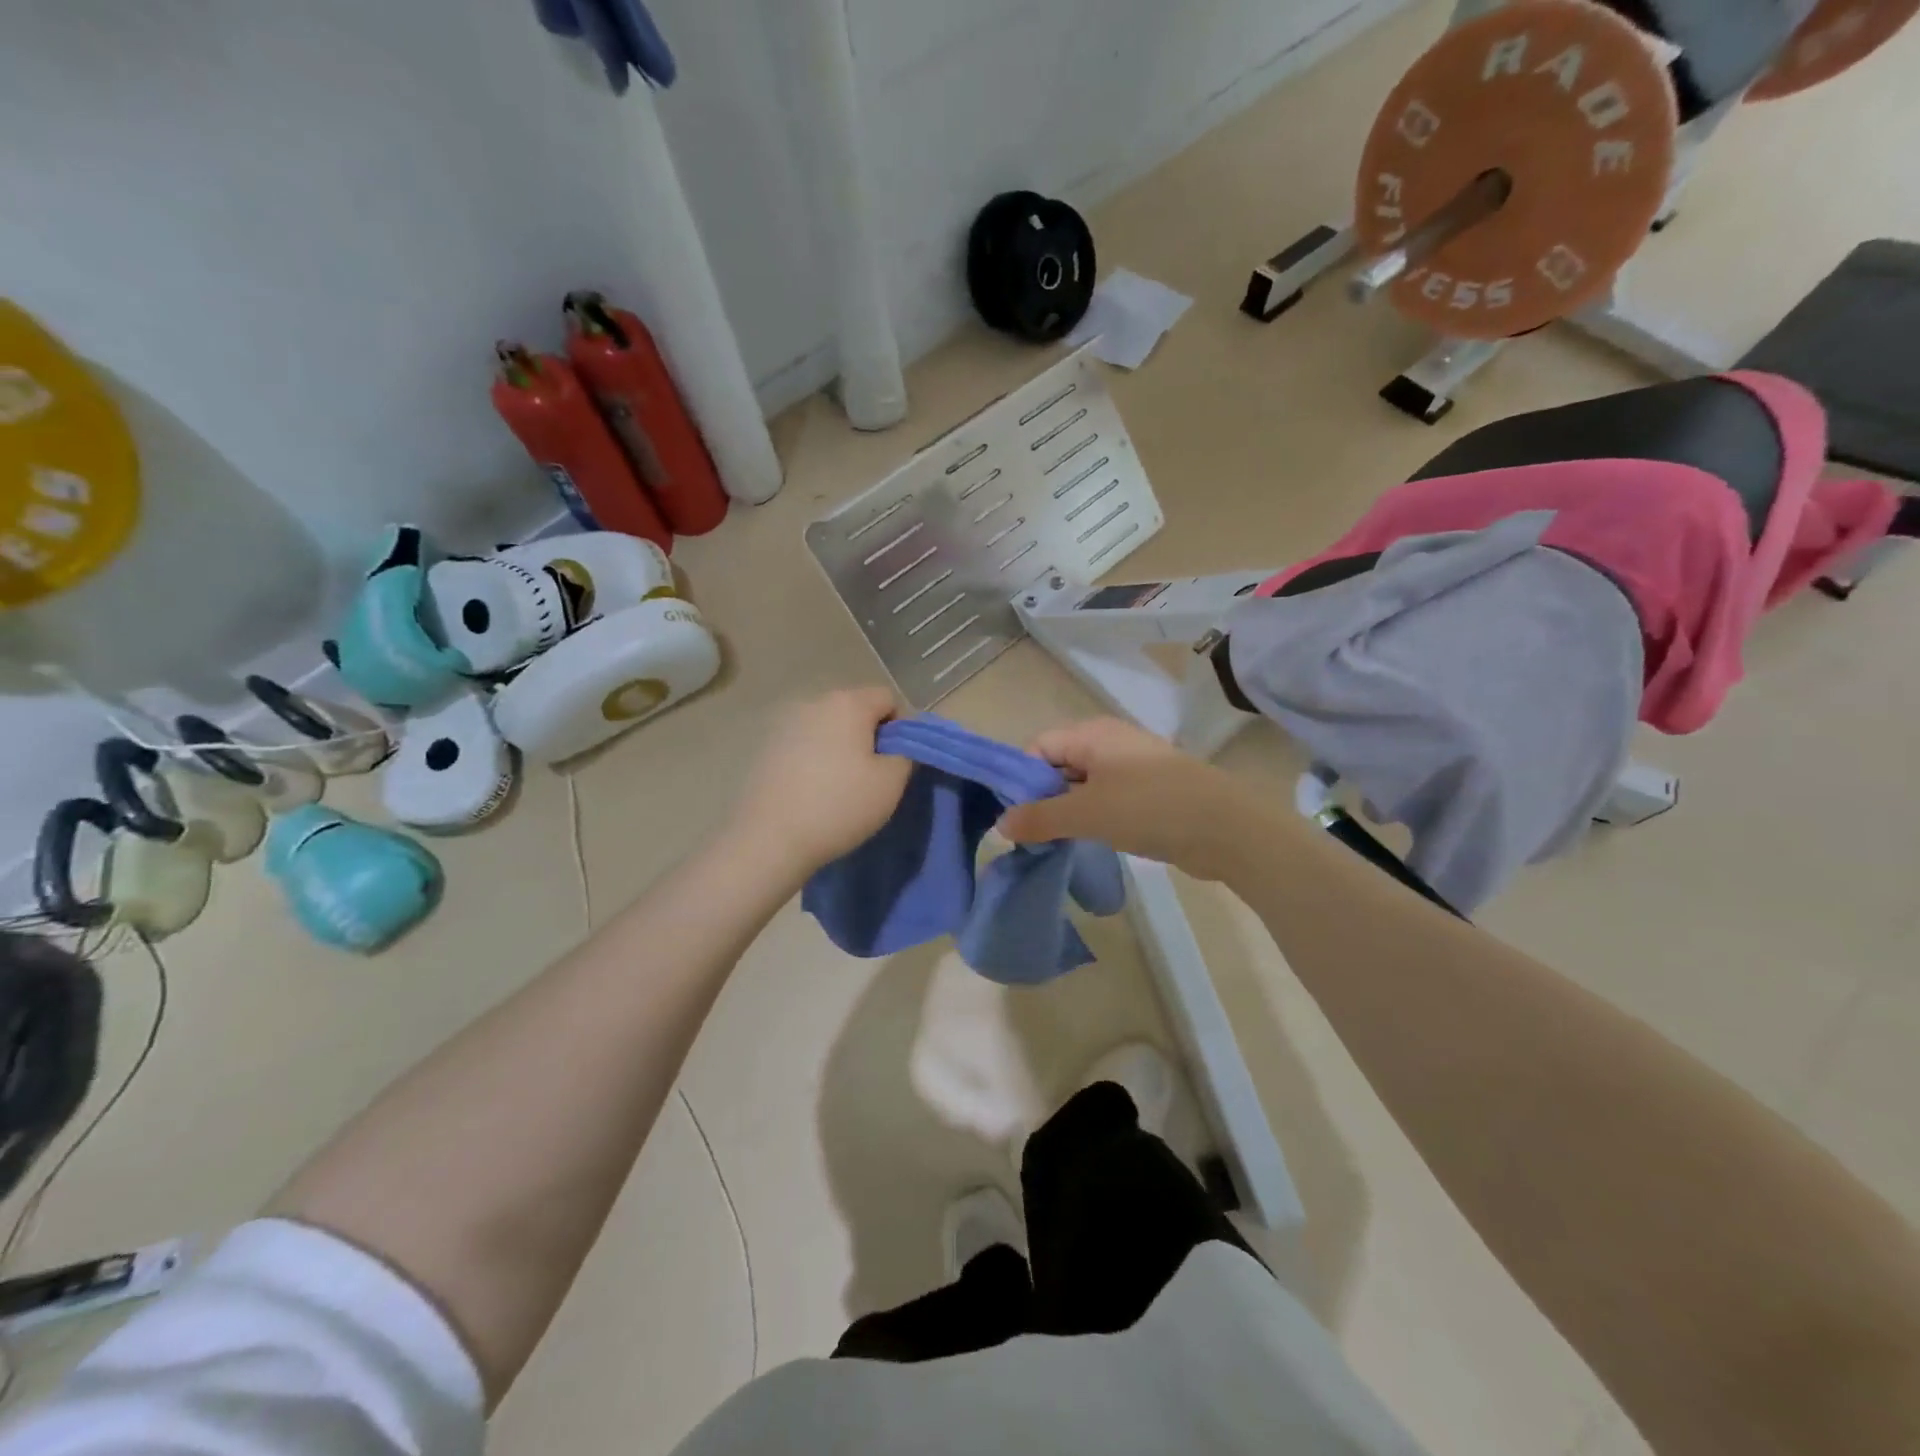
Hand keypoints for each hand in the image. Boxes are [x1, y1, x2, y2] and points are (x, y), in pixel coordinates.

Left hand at [725, 687, 912, 879]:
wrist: (770, 838)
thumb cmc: (840, 805)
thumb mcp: (891, 782)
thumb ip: (906, 754)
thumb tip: (898, 746)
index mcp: (847, 703)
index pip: (888, 698)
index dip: (902, 726)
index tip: (899, 760)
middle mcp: (814, 702)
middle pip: (855, 709)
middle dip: (870, 736)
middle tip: (875, 775)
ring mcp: (785, 724)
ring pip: (828, 728)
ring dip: (841, 747)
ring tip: (843, 785)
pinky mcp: (766, 748)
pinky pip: (804, 745)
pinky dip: (816, 759)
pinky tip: (814, 791)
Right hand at [997, 717, 1248, 879]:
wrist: (1225, 828)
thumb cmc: (1149, 808)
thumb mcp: (1086, 813)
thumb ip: (1040, 818)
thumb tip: (1001, 824)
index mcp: (1091, 734)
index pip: (1038, 747)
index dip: (1021, 779)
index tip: (1015, 817)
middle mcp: (1109, 742)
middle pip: (1058, 764)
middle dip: (1042, 797)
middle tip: (1034, 835)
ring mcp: (1132, 766)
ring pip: (1082, 784)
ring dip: (1067, 810)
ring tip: (1058, 841)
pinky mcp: (1148, 790)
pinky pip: (1106, 797)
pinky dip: (1093, 816)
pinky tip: (1091, 839)